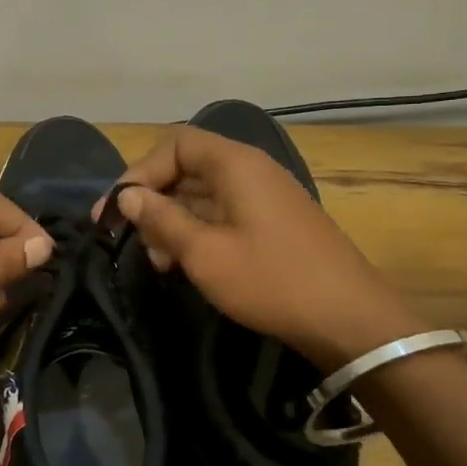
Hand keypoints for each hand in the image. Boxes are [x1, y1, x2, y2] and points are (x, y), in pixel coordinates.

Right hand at [110, 126, 425, 368]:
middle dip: (153, 201)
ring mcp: (265, 198)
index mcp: (236, 165)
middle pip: (187, 168)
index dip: (140, 171)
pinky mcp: (273, 224)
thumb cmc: (270, 280)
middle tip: (129, 239)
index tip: (116, 208)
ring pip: (203, 195)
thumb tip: (128, 197)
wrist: (350, 321)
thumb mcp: (204, 253)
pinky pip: (223, 215)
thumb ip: (161, 219)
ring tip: (158, 261)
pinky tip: (184, 265)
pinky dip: (197, 233)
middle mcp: (251, 171)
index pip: (175, 144)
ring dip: (172, 222)